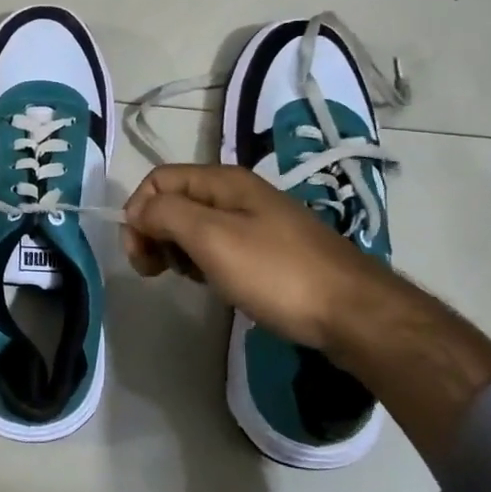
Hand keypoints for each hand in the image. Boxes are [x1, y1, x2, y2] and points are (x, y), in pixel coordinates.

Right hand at [123, 164, 490, 464]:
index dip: (139, 211)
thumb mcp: (213, 238)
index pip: (160, 179)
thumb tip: (138, 210)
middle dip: (155, 231)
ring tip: (188, 278)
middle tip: (156, 270)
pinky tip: (213, 284)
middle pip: (175, 200)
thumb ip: (167, 214)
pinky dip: (203, 261)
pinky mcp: (268, 249)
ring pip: (195, 225)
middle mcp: (238, 193)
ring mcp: (256, 221)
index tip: (140, 253)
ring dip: (178, 249)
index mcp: (224, 181)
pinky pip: (219, 245)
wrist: (352, 312)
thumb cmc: (276, 273)